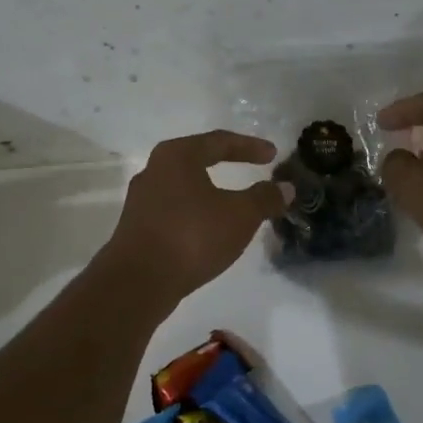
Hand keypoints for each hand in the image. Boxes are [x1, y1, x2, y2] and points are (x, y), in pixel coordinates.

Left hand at [102, 131, 291, 300]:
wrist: (138, 281)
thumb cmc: (192, 236)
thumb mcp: (239, 216)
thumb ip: (264, 198)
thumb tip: (286, 188)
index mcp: (177, 155)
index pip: (219, 141)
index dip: (250, 147)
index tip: (273, 155)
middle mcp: (155, 169)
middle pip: (198, 159)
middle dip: (228, 163)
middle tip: (253, 168)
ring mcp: (142, 199)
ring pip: (185, 186)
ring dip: (212, 191)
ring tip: (234, 202)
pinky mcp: (137, 226)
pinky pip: (175, 209)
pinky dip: (197, 212)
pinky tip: (210, 227)